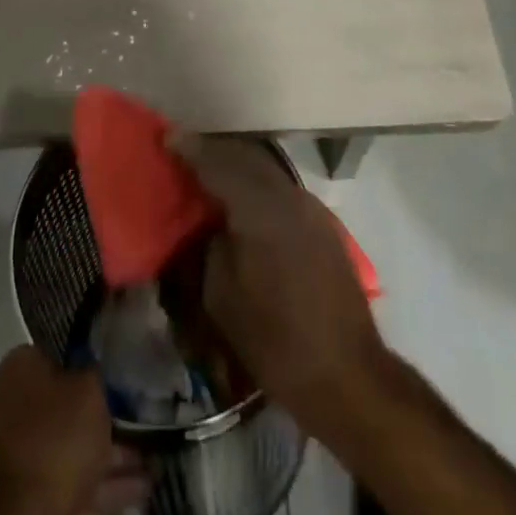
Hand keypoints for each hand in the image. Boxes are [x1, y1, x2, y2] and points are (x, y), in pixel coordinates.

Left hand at [0, 346, 146, 514]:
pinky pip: (70, 478)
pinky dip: (102, 482)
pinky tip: (138, 485)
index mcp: (18, 370)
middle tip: (135, 419)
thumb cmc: (58, 436)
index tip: (112, 375)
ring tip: (149, 459)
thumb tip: (92, 367)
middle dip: (103, 417)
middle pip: (65, 405)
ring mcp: (18, 452)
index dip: (85, 363)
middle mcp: (11, 405)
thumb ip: (94, 372)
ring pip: (71, 445)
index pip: (54, 355)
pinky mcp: (29, 492)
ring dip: (110, 454)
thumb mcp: (89, 389)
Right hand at [168, 133, 383, 439]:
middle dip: (213, 151)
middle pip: (244, 156)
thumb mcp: (221, 297)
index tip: (166, 139)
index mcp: (259, 207)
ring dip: (236, 165)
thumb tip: (208, 223)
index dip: (190, 149)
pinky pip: (280, 187)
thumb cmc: (276, 341)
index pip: (217, 163)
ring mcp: (309, 206)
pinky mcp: (322, 223)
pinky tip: (244, 199)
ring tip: (210, 173)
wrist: (349, 376)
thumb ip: (208, 245)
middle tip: (185, 152)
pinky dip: (256, 183)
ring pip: (265, 169)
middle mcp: (287, 194)